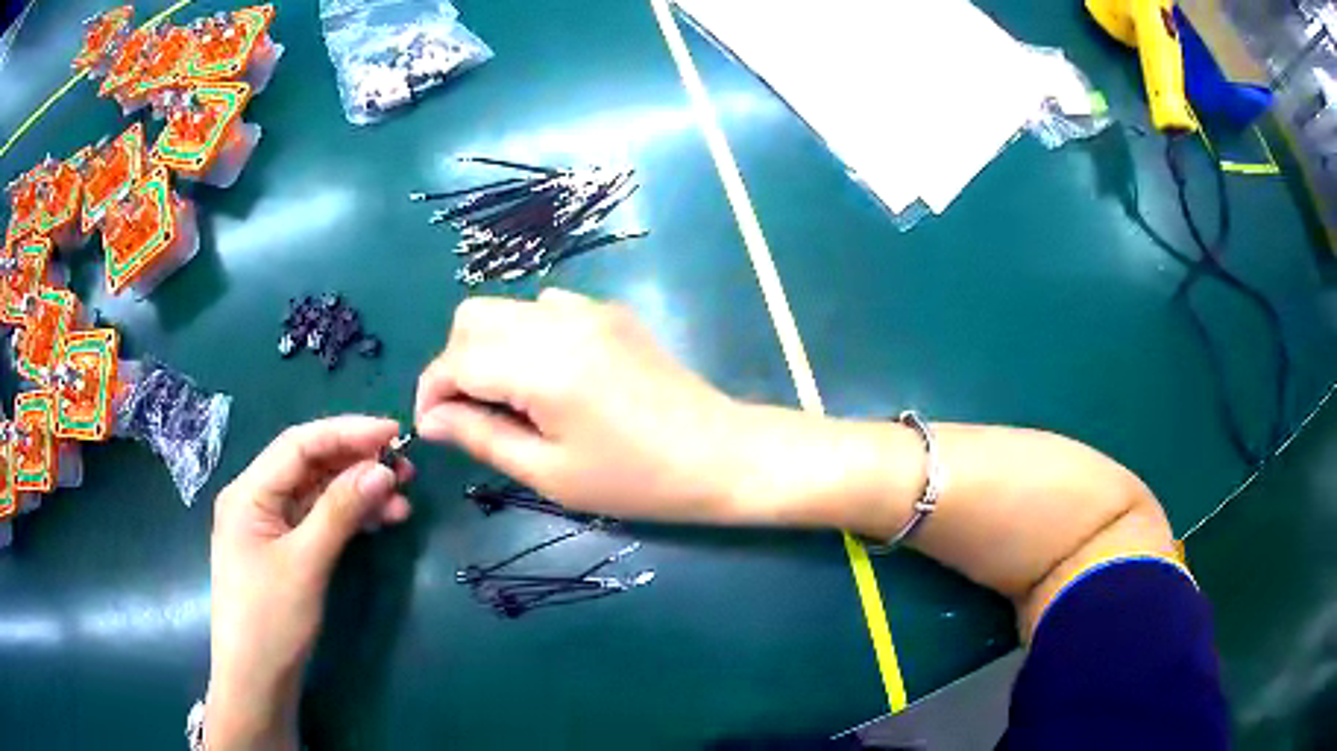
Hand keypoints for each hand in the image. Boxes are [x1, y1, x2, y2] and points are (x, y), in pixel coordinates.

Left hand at [207, 417, 411, 749]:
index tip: (394, 434)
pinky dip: (349, 518)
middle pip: (309, 465)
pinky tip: (380, 521)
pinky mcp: (285, 551)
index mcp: (249, 492)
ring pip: (318, 494)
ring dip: (358, 492)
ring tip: (402, 499)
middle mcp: (257, 499)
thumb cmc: (270, 620)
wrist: (256, 682)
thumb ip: (340, 511)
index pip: (299, 444)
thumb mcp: (306, 564)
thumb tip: (382, 469)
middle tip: (405, 469)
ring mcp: (271, 527)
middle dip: (356, 462)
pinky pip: (319, 521)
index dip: (346, 432)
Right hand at [416, 289, 752, 521]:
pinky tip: (549, 377)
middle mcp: (558, 321)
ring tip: (509, 399)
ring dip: (489, 347)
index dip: (432, 392)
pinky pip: (546, 308)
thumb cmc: (635, 480)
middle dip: (455, 362)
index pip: (456, 360)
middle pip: (472, 317)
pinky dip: (527, 335)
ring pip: (507, 308)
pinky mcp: (610, 312)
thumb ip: (481, 437)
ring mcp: (589, 309)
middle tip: (468, 413)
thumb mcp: (550, 472)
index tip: (431, 428)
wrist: (720, 454)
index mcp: (541, 365)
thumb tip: (431, 420)